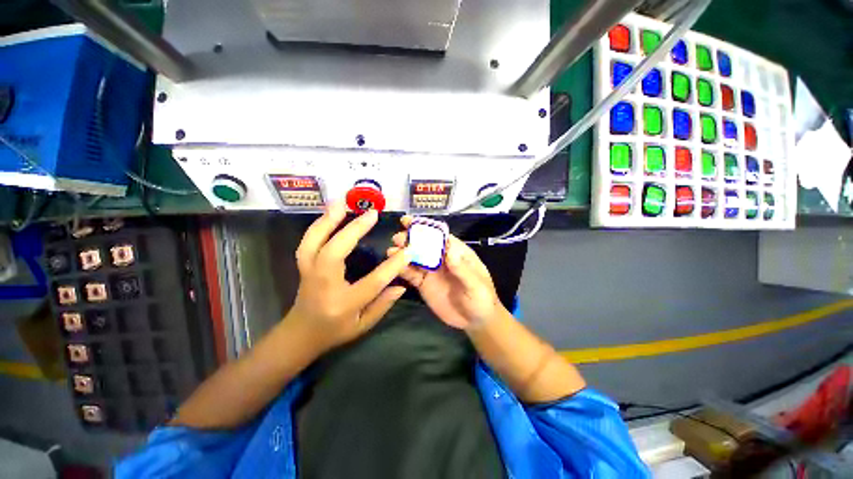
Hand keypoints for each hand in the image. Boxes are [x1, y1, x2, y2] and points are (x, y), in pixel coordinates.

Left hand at [287, 203, 410, 353]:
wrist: (300, 334)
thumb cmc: (335, 331)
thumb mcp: (363, 325)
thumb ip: (383, 304)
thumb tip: (401, 285)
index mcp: (343, 304)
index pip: (372, 282)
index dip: (392, 266)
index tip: (407, 251)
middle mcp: (323, 285)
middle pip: (335, 252)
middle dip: (354, 230)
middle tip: (372, 214)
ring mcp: (309, 273)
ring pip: (314, 242)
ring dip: (328, 219)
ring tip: (343, 202)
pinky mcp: (303, 265)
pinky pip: (308, 241)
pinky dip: (319, 224)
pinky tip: (330, 212)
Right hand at [388, 216, 502, 329]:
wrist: (475, 321)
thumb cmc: (482, 299)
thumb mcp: (476, 285)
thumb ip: (462, 270)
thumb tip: (449, 251)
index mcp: (456, 252)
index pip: (440, 236)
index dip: (426, 228)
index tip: (409, 222)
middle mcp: (441, 258)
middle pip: (425, 244)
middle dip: (411, 239)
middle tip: (397, 238)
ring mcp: (431, 270)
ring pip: (415, 257)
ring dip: (403, 253)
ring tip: (391, 252)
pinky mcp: (424, 283)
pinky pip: (412, 274)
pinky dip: (402, 269)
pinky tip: (393, 267)